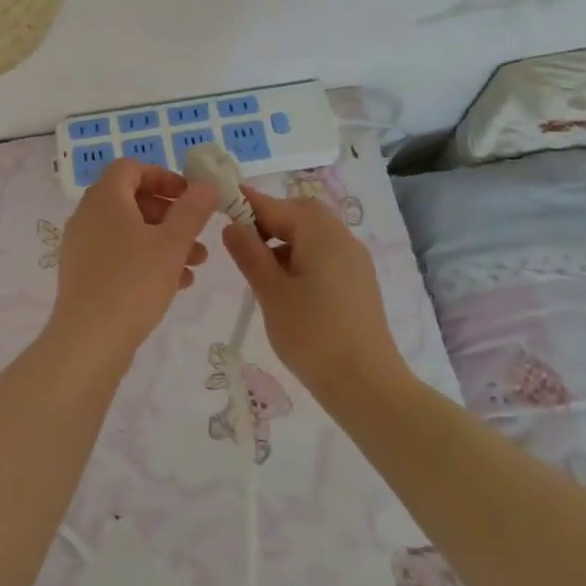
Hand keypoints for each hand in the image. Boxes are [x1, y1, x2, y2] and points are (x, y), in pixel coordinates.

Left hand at [49, 159, 216, 359]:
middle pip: (132, 200)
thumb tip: (207, 183)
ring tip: (197, 262)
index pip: (131, 168)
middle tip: (198, 231)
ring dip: (164, 240)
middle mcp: (88, 216)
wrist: (89, 340)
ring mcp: (82, 246)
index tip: (190, 196)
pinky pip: (119, 255)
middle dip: (170, 213)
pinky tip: (177, 283)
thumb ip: (192, 210)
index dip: (163, 177)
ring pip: (129, 231)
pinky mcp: (83, 274)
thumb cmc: (133, 282)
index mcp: (105, 199)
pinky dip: (147, 259)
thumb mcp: (172, 243)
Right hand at [221, 187, 400, 392]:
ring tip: (261, 270)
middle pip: (300, 212)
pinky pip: (325, 253)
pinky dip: (302, 255)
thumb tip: (232, 225)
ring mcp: (354, 259)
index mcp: (319, 234)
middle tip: (242, 242)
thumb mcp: (271, 293)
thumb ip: (249, 254)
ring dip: (285, 239)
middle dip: (269, 218)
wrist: (366, 384)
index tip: (218, 200)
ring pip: (314, 233)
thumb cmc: (312, 335)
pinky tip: (288, 286)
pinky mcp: (359, 281)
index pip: (275, 206)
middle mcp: (341, 237)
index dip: (245, 202)